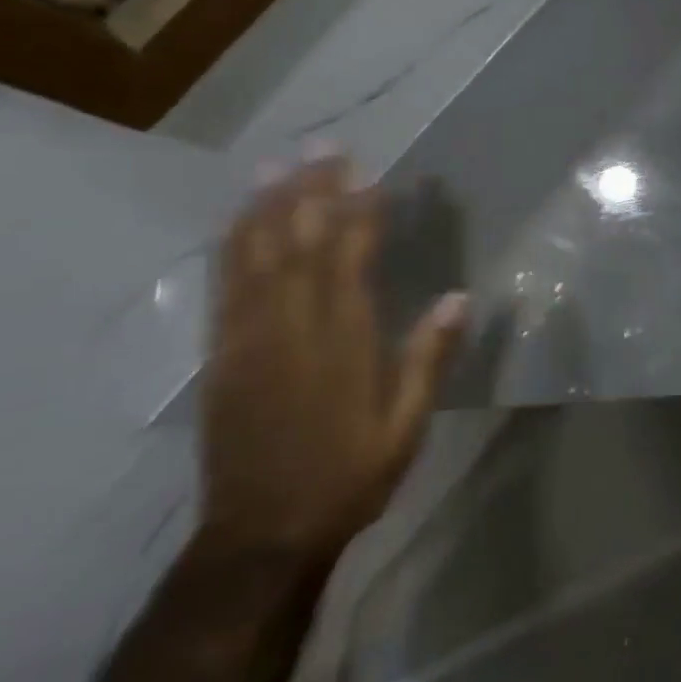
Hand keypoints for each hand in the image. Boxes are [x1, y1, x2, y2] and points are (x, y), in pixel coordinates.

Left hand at [201, 156, 469, 560]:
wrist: (262, 534)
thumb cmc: (348, 476)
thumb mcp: (406, 426)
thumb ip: (428, 359)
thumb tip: (459, 297)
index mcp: (341, 343)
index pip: (349, 260)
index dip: (361, 213)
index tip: (374, 175)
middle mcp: (290, 329)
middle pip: (297, 244)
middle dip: (311, 190)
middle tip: (324, 147)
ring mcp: (247, 339)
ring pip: (253, 256)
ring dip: (267, 205)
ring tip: (277, 164)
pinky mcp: (222, 355)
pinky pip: (225, 286)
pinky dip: (233, 245)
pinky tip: (240, 221)